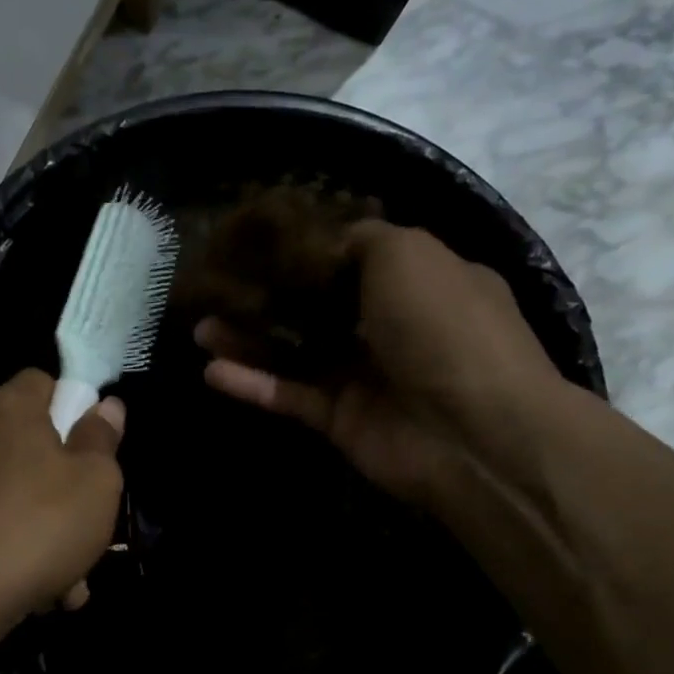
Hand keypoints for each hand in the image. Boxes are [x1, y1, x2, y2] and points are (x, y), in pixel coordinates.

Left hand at [0, 369, 125, 620]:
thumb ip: (102, 440)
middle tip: (90, 522)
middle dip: (65, 486)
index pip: (41, 381)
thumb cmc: (40, 522)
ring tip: (71, 580)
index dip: (72, 403)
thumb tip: (106, 406)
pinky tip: (39, 594)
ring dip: (46, 532)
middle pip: (30, 446)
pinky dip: (15, 554)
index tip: (93, 442)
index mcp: (11, 410)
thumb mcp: (96, 481)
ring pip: (15, 498)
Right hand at [199, 222, 561, 503]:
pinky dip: (252, 384)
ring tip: (199, 326)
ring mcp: (364, 376)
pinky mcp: (340, 419)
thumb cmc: (443, 327)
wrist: (474, 434)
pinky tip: (210, 370)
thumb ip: (359, 239)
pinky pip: (289, 395)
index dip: (306, 250)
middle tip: (217, 286)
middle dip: (266, 296)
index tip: (257, 242)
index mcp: (418, 281)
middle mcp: (390, 326)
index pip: (353, 258)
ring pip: (294, 352)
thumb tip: (323, 244)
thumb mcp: (407, 254)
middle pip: (315, 307)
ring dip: (247, 339)